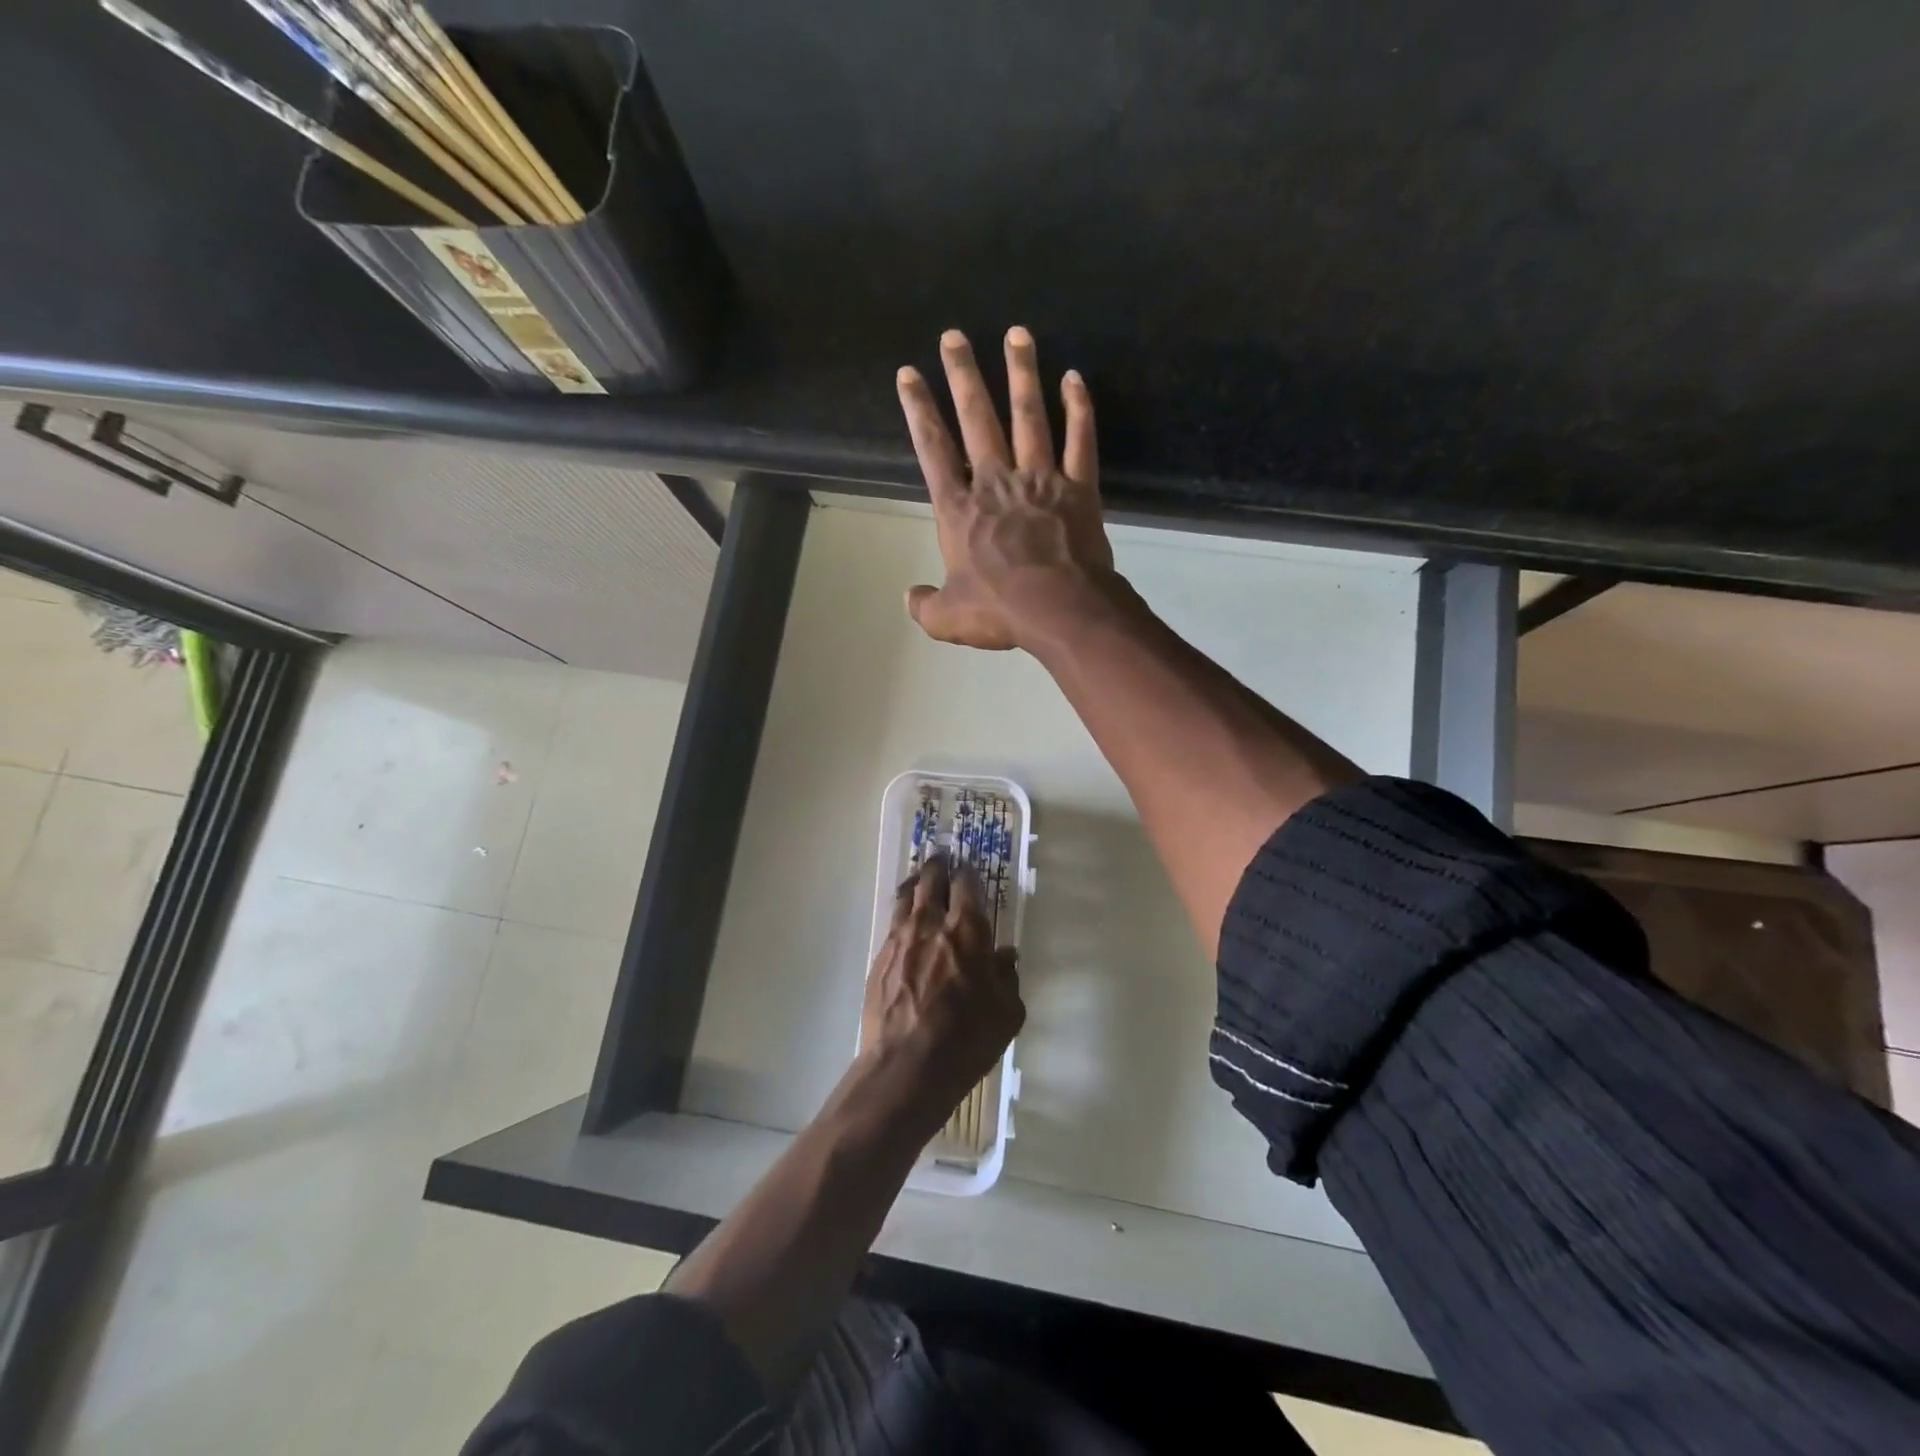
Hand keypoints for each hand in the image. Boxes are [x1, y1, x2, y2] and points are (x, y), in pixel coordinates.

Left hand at [858, 855, 1023, 1133]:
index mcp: (968, 931)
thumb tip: (1005, 955)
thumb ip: (1007, 977)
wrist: (906, 1066)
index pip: (967, 885)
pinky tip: (904, 917)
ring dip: (916, 881)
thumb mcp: (1007, 1013)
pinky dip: (901, 910)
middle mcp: (932, 924)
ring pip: (906, 895)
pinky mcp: (879, 957)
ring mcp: (900, 939)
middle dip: (939, 866)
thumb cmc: (967, 1040)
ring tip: (920, 876)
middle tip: (943, 859)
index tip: (970, 867)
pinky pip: (892, 921)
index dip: (969, 872)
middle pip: (932, 880)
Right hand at [895, 327, 1115, 650]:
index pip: (933, 450)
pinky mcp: (1079, 488)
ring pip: (1028, 416)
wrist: (1060, 609)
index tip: (909, 374)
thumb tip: (910, 598)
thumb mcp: (948, 618)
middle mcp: (996, 483)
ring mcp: (1040, 480)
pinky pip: (1080, 440)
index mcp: (960, 510)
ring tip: (1017, 333)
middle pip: (977, 419)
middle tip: (954, 336)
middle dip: (963, 375)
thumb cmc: (1000, 611)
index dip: (919, 410)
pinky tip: (1075, 378)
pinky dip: (1079, 409)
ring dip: (1021, 374)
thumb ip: (925, 605)